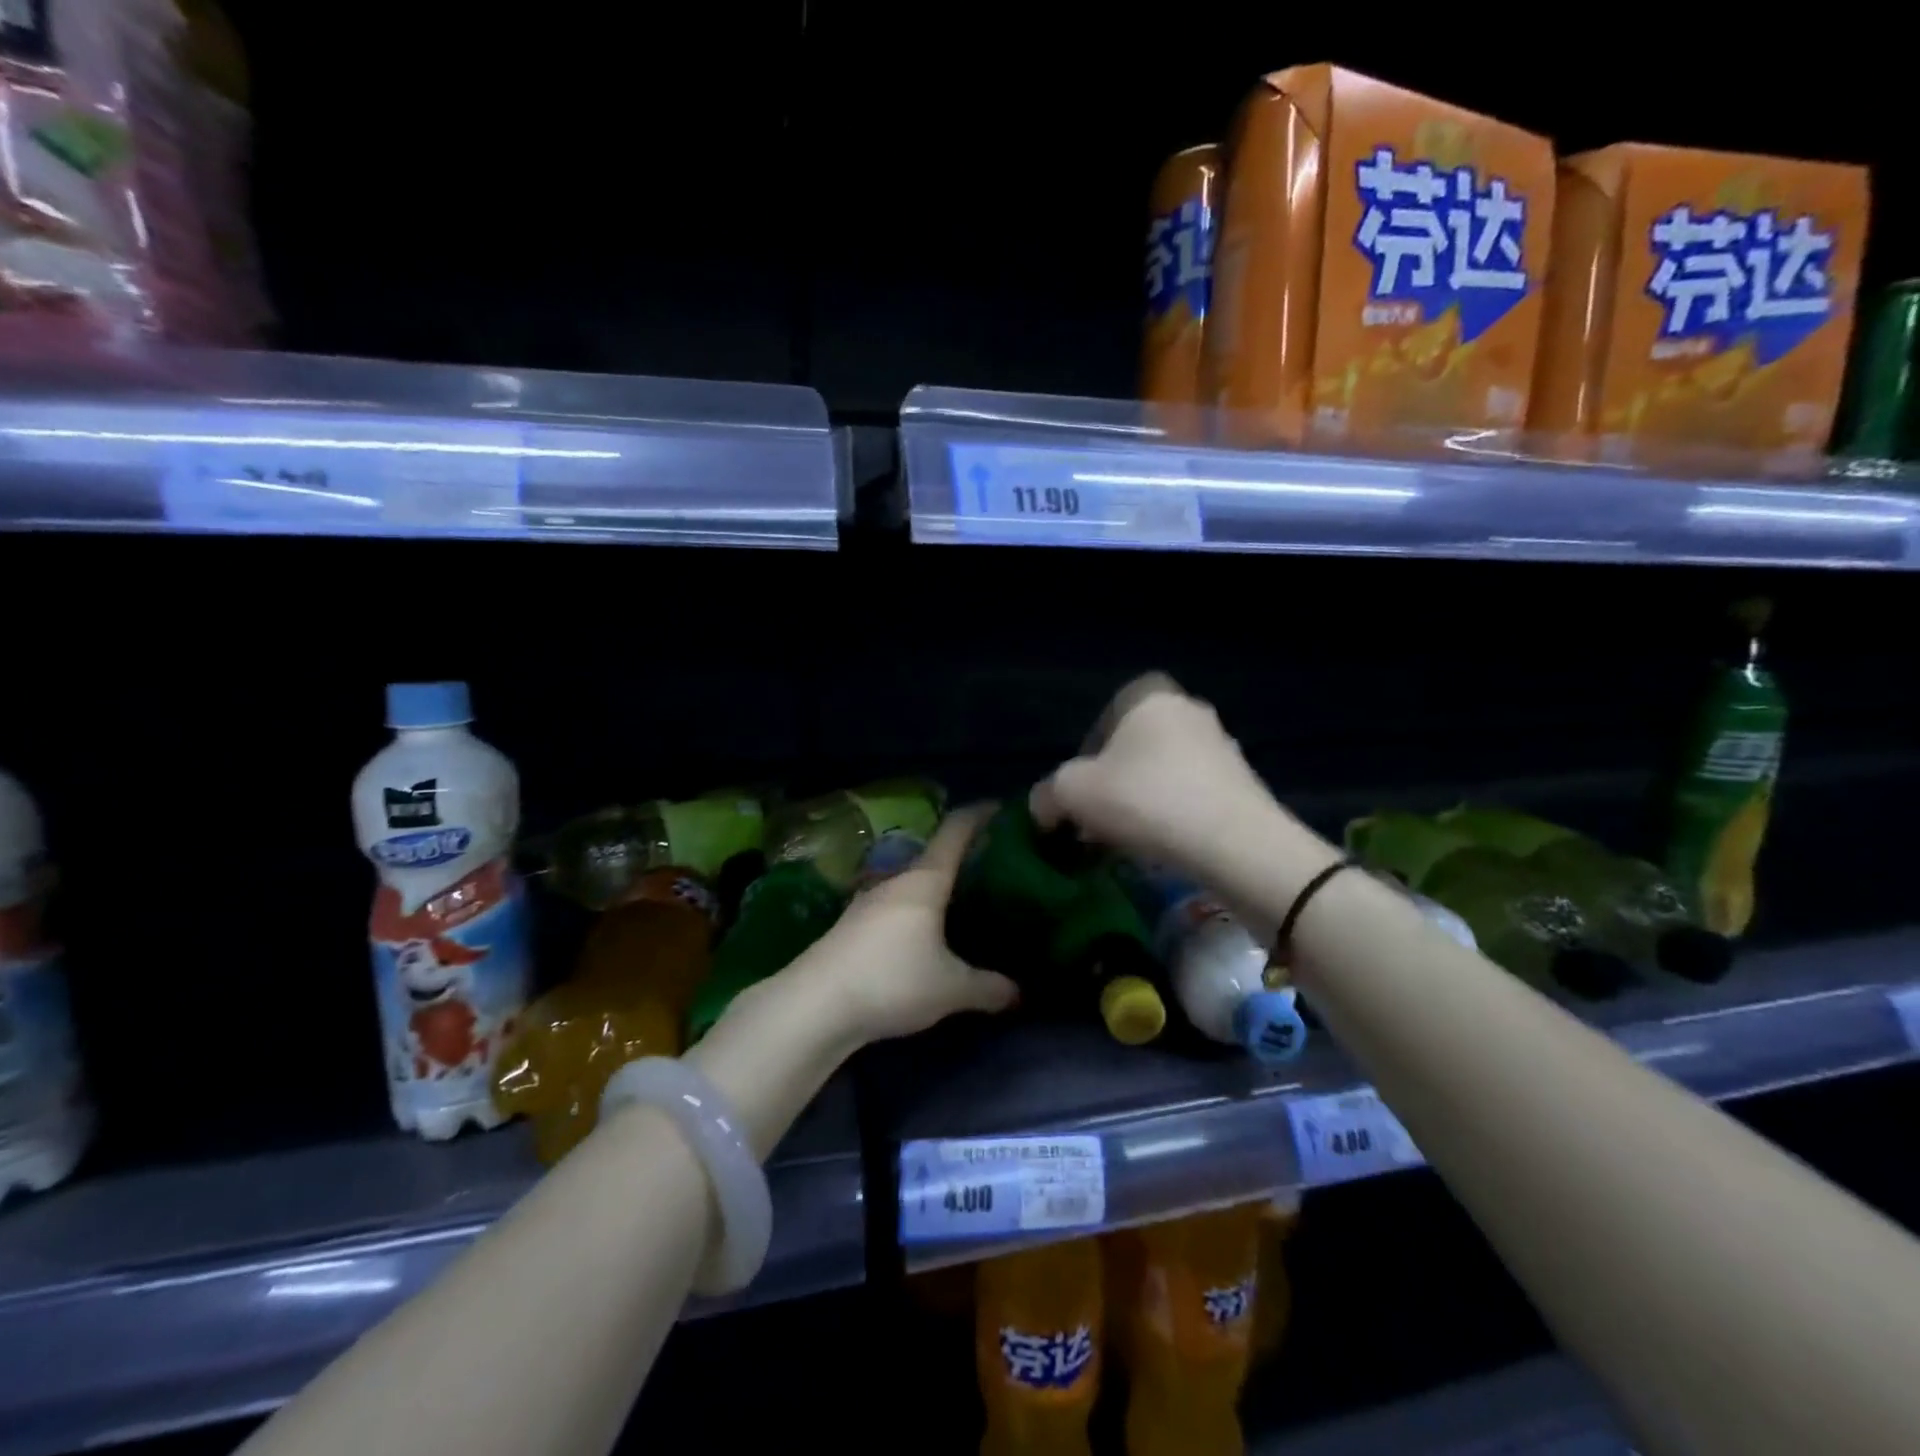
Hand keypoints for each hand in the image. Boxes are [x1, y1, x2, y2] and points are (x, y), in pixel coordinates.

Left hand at [784, 803, 1017, 1045]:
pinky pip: (894, 907)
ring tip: (962, 902)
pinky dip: (915, 911)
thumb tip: (1019, 992)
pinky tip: (924, 935)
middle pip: (934, 857)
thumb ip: (989, 988)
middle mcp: (895, 881)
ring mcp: (867, 903)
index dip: (979, 815)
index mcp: (924, 881)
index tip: (1001, 808)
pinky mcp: (851, 927)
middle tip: (993, 866)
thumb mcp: (950, 989)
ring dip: (935, 887)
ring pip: (911, 884)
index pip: (955, 832)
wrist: (814, 1005)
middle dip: (962, 857)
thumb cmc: (891, 981)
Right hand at [1030, 672, 1289, 889]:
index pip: (1108, 713)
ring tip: (1127, 840)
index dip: (1088, 751)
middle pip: (1137, 747)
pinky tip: (1162, 848)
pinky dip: (1173, 817)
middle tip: (1098, 818)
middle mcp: (1190, 712)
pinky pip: (1193, 796)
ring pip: (1165, 773)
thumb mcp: (1073, 793)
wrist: (1234, 843)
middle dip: (1114, 781)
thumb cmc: (1145, 799)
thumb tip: (1044, 810)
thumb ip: (1047, 795)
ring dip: (1143, 801)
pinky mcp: (1243, 786)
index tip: (1081, 788)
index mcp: (1151, 697)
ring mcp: (1223, 748)